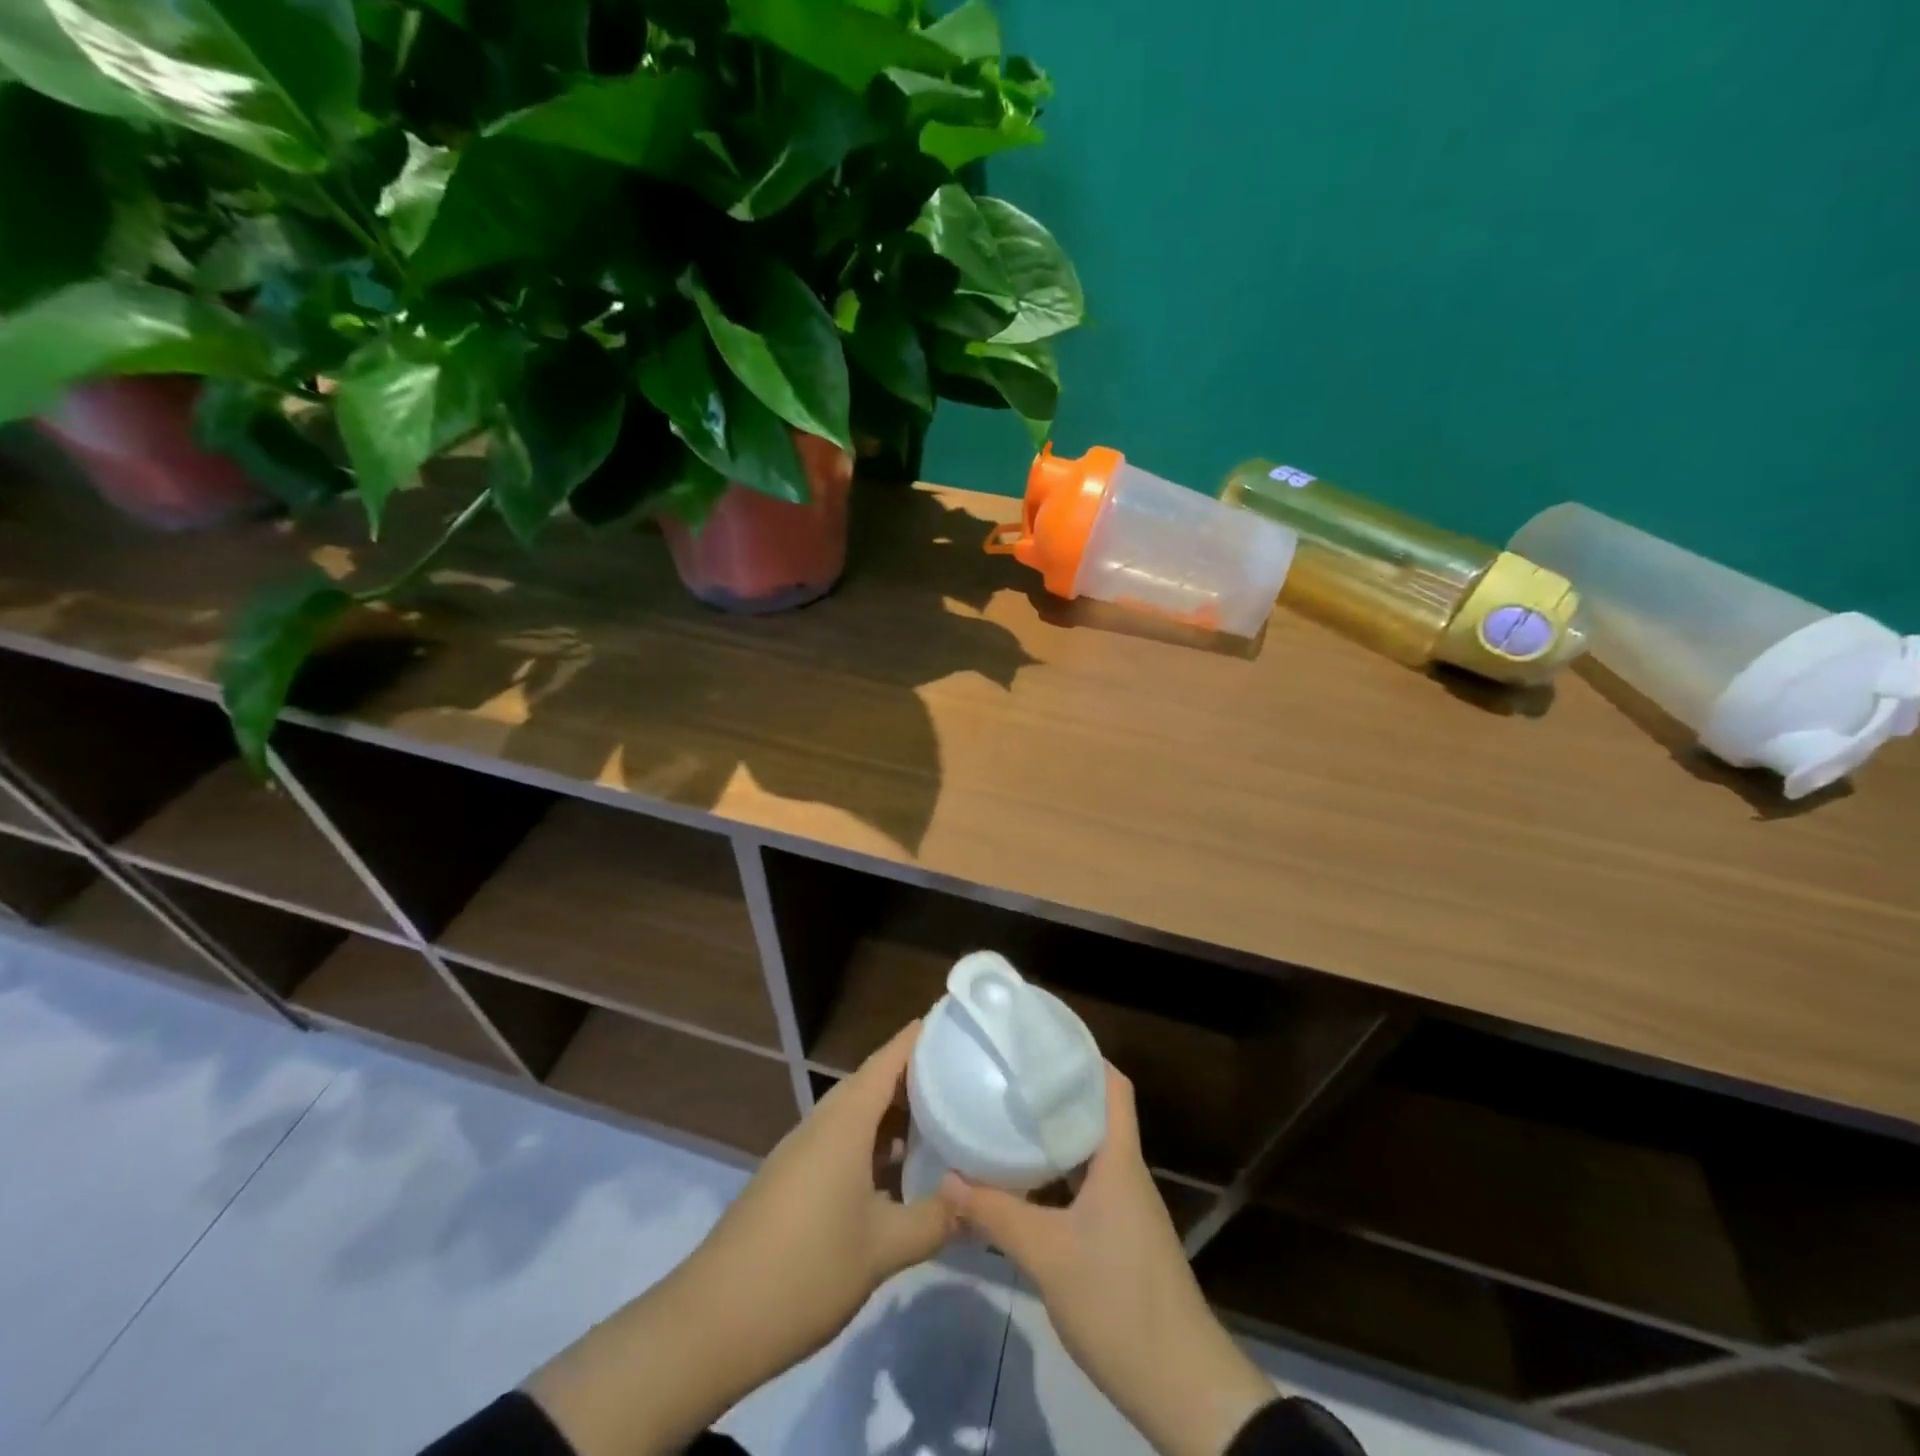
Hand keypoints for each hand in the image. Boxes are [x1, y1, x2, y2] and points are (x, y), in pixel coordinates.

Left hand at [529, 1021, 956, 1455]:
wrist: (712, 1321)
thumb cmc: (804, 1270)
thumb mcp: (882, 1249)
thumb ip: (935, 1219)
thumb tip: (975, 1200)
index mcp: (845, 1120)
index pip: (891, 1057)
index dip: (924, 1035)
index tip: (961, 1024)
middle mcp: (823, 1121)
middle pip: (875, 1079)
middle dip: (919, 1074)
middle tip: (966, 1077)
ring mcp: (803, 1148)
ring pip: (858, 1112)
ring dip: (897, 1111)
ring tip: (943, 1121)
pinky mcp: (792, 1176)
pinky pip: (843, 1139)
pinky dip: (875, 1141)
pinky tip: (898, 1171)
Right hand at [939, 1067, 1276, 1455]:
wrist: (1182, 1388)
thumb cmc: (1118, 1302)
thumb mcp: (1047, 1255)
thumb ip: (995, 1214)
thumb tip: (947, 1178)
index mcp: (1119, 1161)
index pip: (1113, 1087)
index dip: (1084, 1056)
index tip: (1041, 1042)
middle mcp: (1126, 1174)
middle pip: (1095, 1115)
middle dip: (1056, 1094)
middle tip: (1009, 1079)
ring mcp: (1126, 1209)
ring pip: (1088, 1154)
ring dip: (1054, 1138)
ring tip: (1007, 1122)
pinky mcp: (1121, 1240)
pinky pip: (1086, 1188)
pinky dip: (1057, 1177)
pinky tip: (1023, 1186)